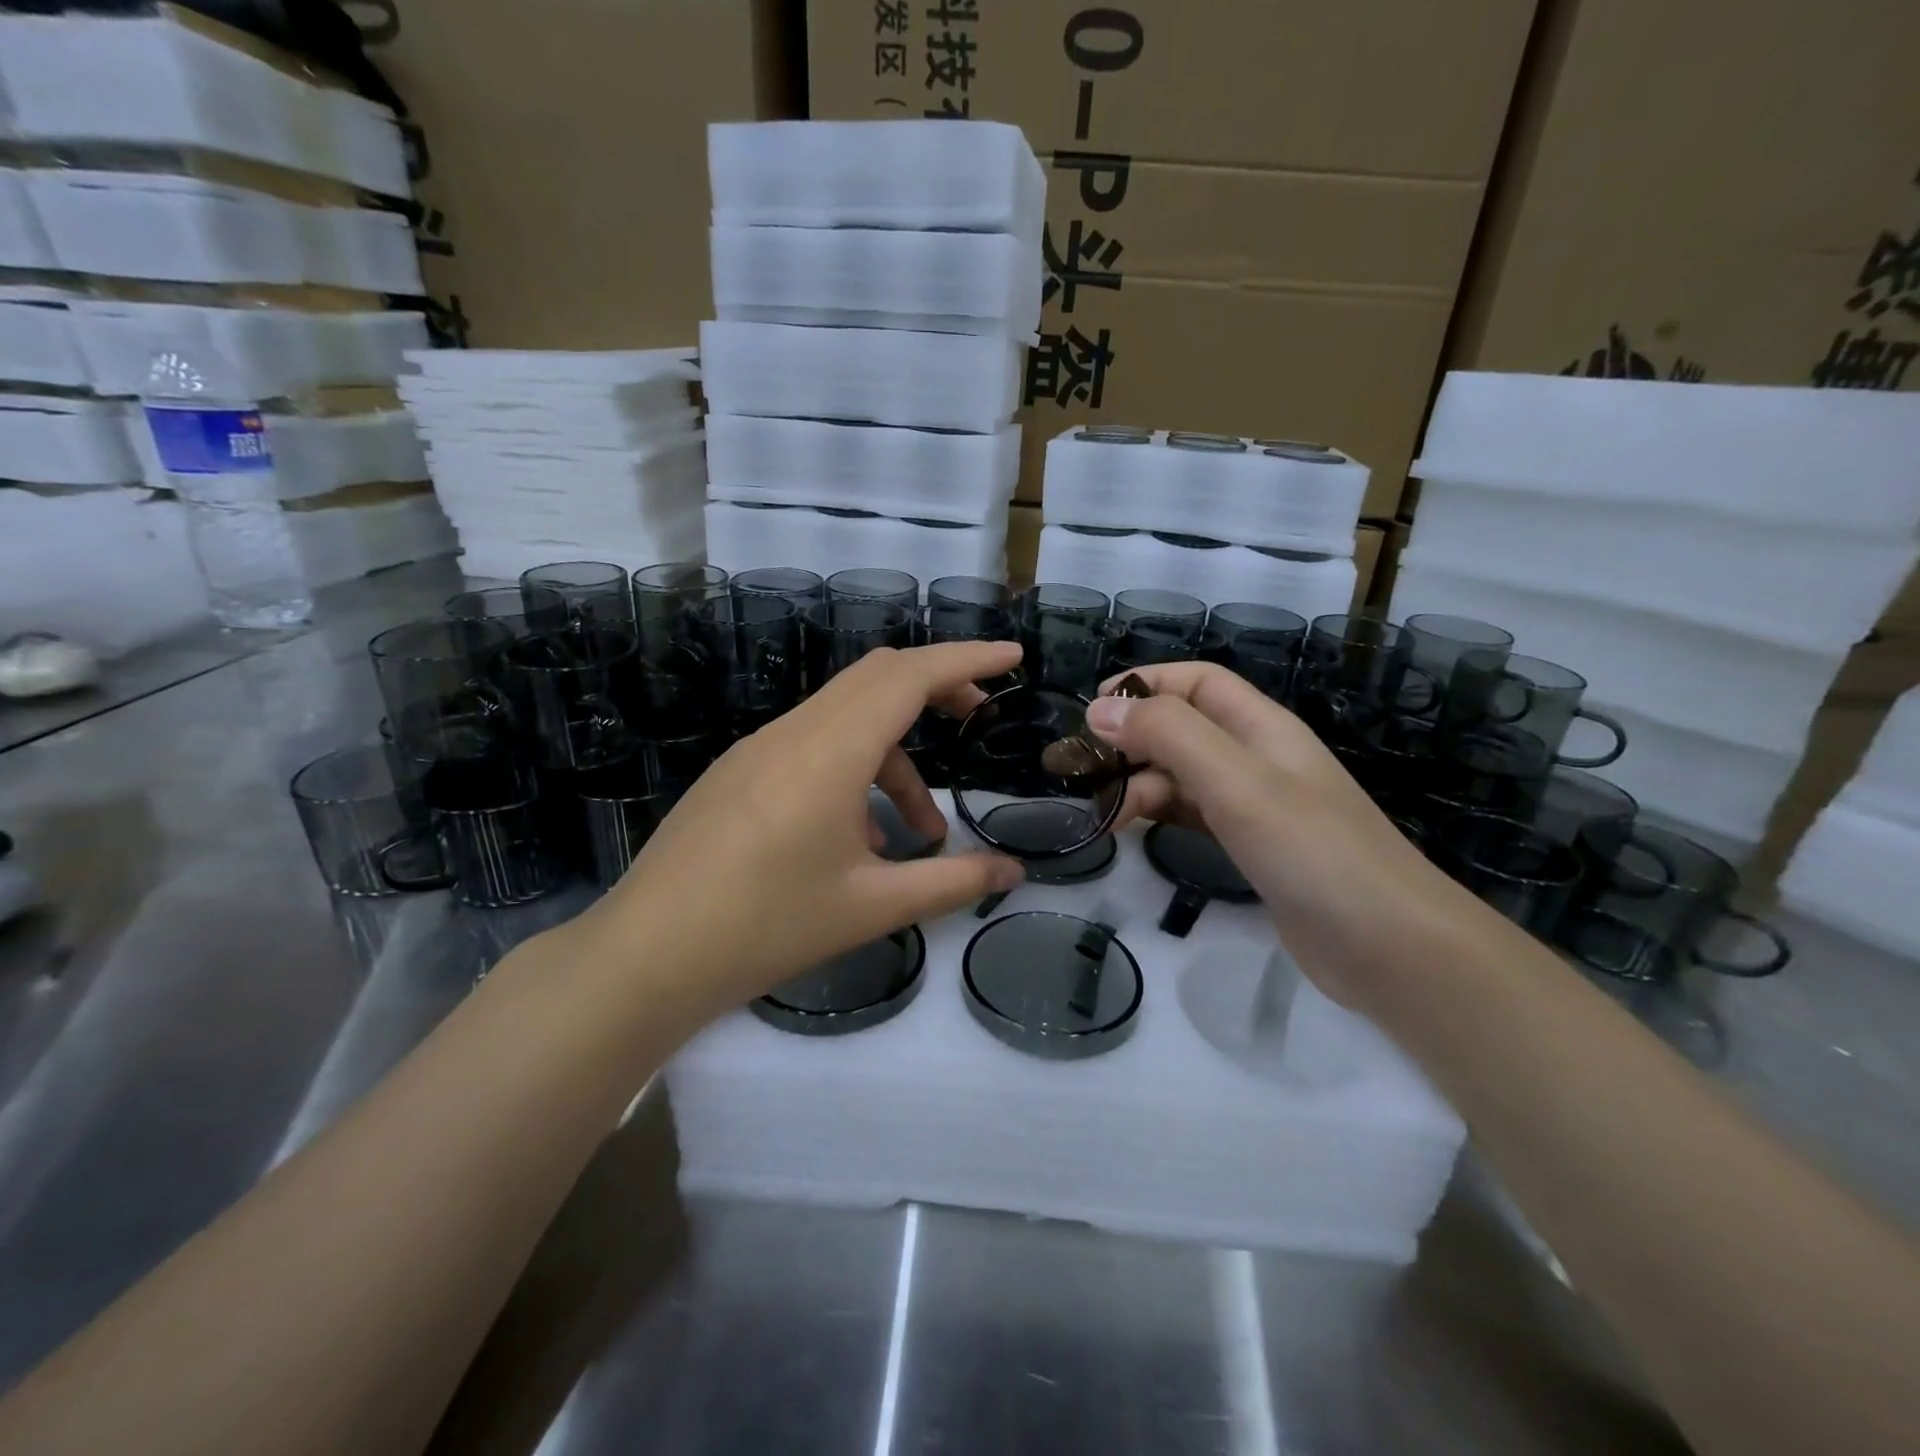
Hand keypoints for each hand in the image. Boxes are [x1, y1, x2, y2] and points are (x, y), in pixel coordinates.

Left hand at [573, 642, 1026, 1020]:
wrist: (647, 956)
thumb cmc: (767, 927)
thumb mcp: (872, 906)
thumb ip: (951, 882)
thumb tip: (1013, 873)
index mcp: (830, 751)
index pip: (909, 676)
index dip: (967, 658)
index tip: (1012, 656)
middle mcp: (794, 732)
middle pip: (877, 677)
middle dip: (936, 687)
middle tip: (980, 717)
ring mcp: (759, 748)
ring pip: (845, 716)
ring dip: (895, 756)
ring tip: (921, 830)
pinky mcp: (739, 771)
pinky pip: (812, 745)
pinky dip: (854, 768)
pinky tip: (859, 838)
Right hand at [1085, 662, 1474, 1011]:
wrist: (1391, 947)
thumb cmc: (1313, 851)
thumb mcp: (1237, 782)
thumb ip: (1169, 736)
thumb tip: (1100, 708)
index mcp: (1261, 727)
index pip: (1196, 681)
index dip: (1144, 684)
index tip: (1091, 712)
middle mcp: (1257, 757)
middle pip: (1183, 727)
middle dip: (1132, 740)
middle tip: (1085, 774)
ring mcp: (1256, 804)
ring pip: (1182, 774)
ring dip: (1139, 783)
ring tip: (1103, 816)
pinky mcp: (1252, 846)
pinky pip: (1192, 814)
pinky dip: (1158, 815)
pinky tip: (1132, 833)